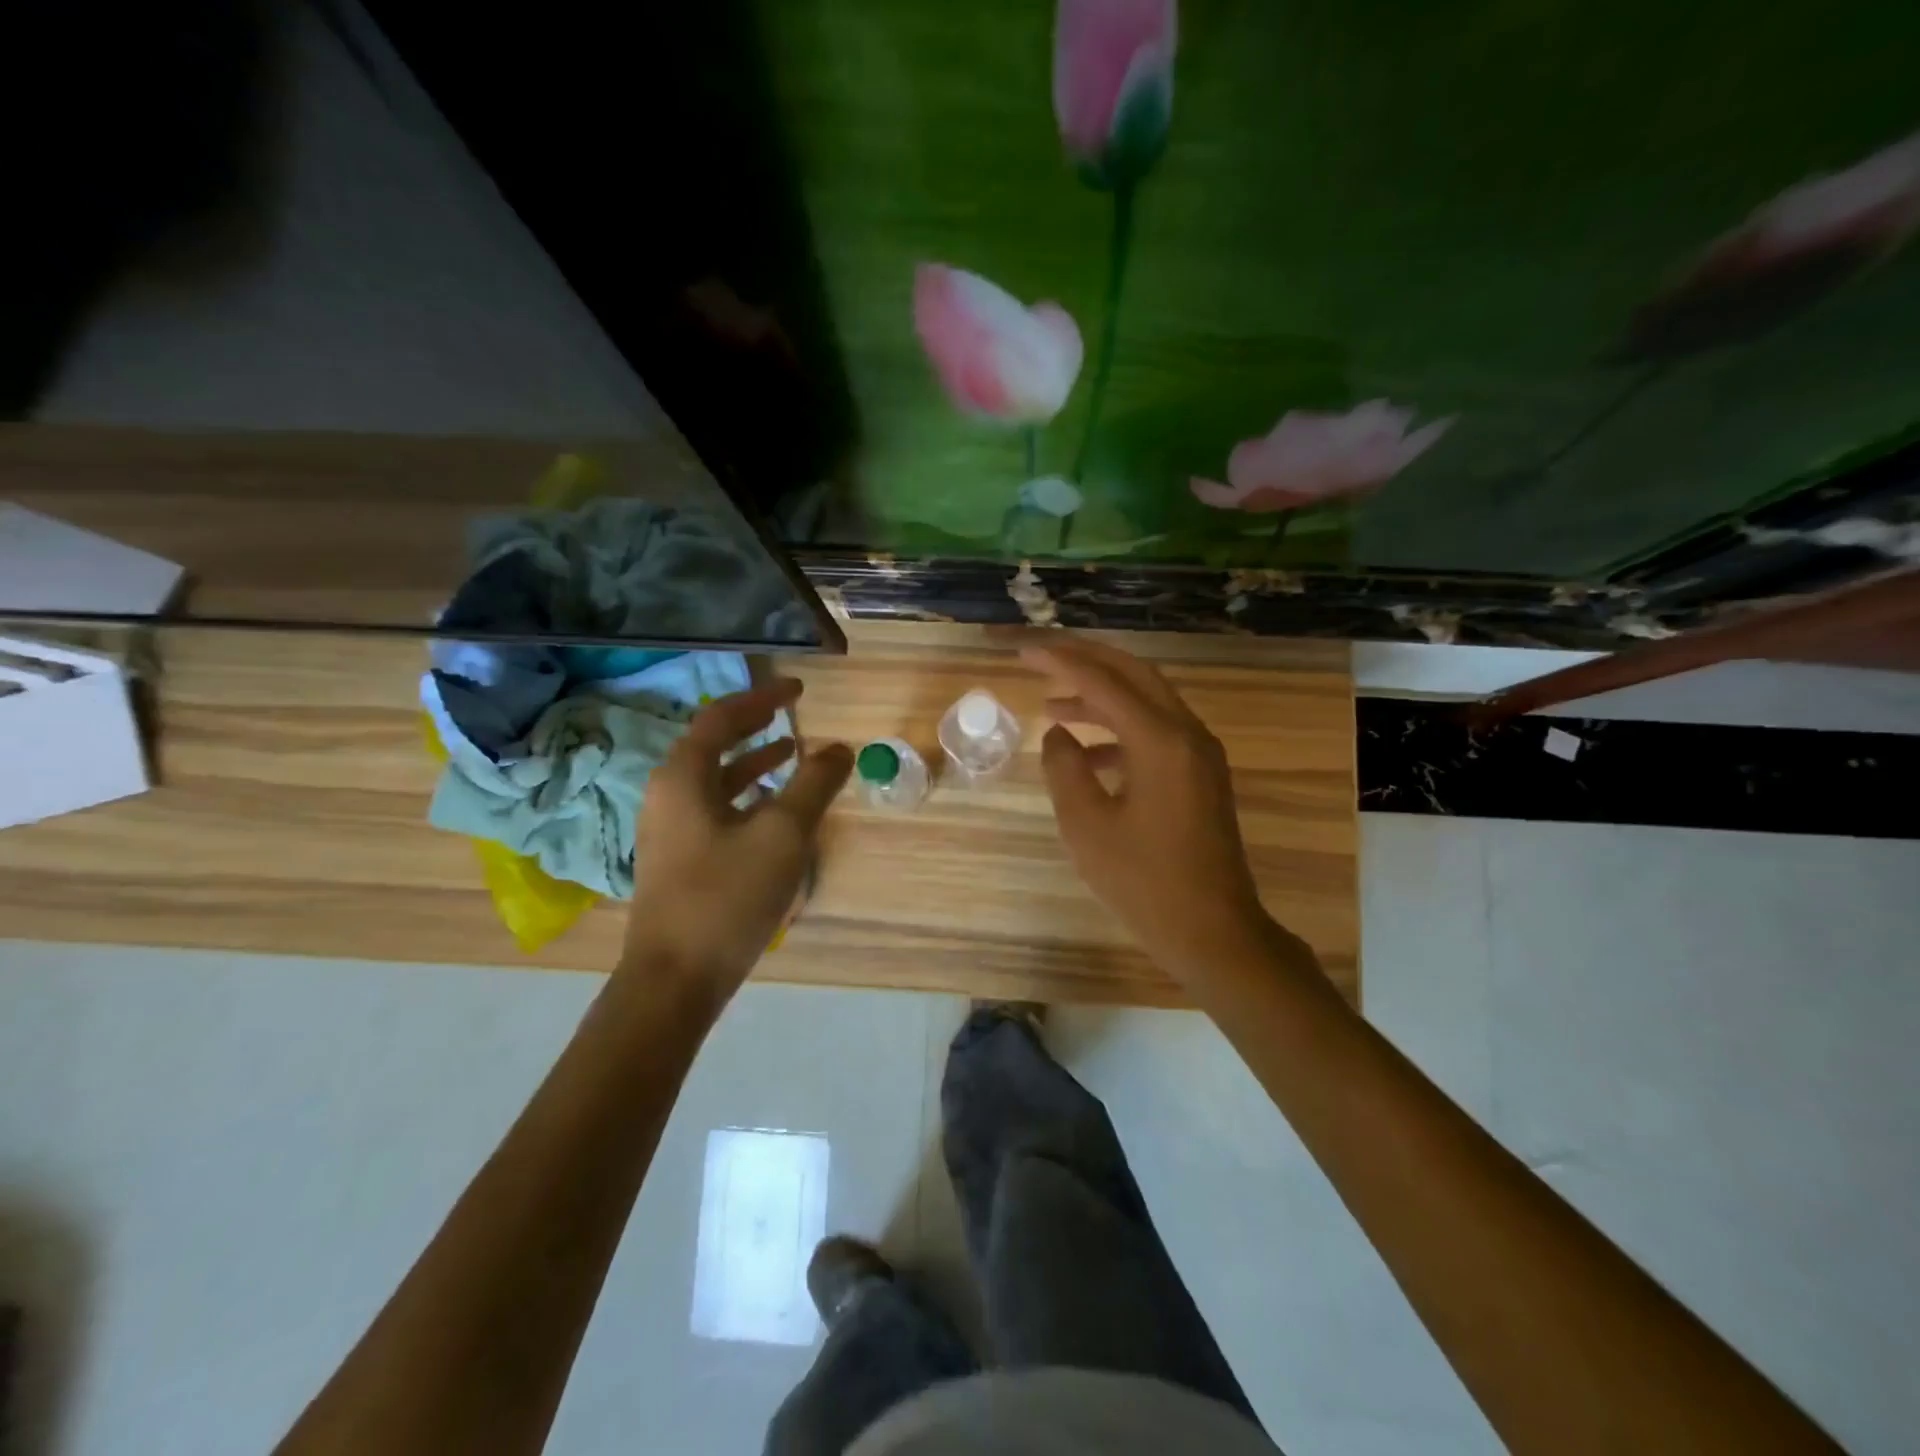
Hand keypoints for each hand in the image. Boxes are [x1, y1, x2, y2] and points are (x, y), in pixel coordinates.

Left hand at [621, 679, 852, 998]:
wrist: (675, 979)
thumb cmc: (727, 896)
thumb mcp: (783, 834)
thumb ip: (813, 784)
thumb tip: (840, 748)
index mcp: (683, 777)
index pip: (721, 717)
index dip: (761, 698)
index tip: (798, 690)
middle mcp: (669, 795)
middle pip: (713, 744)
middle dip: (756, 726)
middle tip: (794, 715)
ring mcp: (670, 830)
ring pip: (716, 780)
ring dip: (754, 763)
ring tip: (794, 755)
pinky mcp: (680, 860)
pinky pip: (717, 810)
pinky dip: (748, 798)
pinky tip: (776, 813)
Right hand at [1024, 638, 1290, 982]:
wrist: (1213, 931)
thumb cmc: (1144, 881)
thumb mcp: (1087, 825)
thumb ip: (1065, 768)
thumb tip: (1058, 734)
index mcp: (1160, 740)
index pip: (1103, 681)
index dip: (1060, 661)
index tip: (1023, 651)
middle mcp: (1187, 733)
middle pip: (1134, 675)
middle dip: (1087, 660)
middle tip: (1044, 657)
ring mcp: (1199, 754)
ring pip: (1146, 703)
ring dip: (1101, 698)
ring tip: (1053, 708)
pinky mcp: (1200, 776)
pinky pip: (1156, 734)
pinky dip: (1120, 731)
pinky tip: (1087, 754)